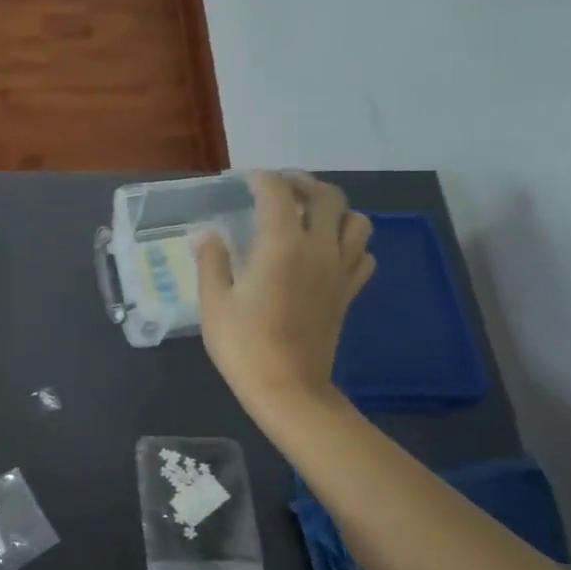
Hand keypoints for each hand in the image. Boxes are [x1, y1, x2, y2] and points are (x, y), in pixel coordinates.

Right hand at [194, 172, 374, 420]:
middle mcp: (318, 249)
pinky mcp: (349, 293)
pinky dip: (350, 243)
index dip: (263, 180)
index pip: (279, 193)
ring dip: (336, 211)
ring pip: (357, 222)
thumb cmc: (243, 344)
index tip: (247, 181)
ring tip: (310, 216)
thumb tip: (206, 234)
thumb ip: (212, 260)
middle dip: (305, 185)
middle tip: (282, 189)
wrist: (288, 389)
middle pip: (328, 198)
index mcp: (281, 245)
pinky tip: (327, 252)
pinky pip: (363, 255)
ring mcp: (340, 271)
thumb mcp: (214, 300)